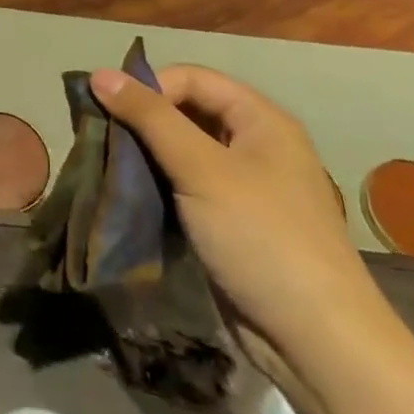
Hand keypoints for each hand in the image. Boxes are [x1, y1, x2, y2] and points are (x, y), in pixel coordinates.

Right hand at [89, 64, 389, 367]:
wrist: (314, 340)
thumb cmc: (261, 238)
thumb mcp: (201, 169)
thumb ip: (150, 118)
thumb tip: (99, 74)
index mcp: (261, 120)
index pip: (192, 79)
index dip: (150, 87)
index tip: (107, 111)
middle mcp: (254, 145)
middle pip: (186, 111)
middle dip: (141, 121)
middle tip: (100, 140)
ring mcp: (242, 186)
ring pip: (181, 151)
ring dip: (144, 154)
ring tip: (107, 166)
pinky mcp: (227, 221)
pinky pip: (183, 186)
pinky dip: (155, 185)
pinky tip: (129, 196)